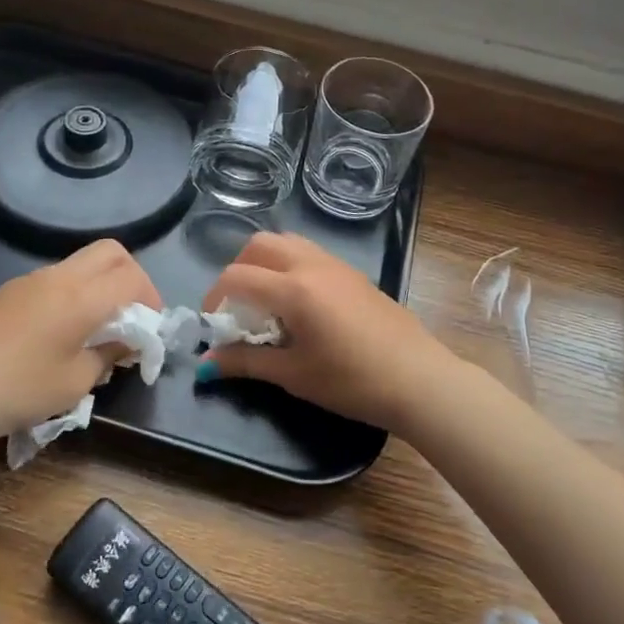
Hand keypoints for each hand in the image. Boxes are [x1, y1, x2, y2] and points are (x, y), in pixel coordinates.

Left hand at [0, 239, 160, 462]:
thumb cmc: (14, 389)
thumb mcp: (73, 384)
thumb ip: (106, 357)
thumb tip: (122, 343)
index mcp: (81, 297)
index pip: (132, 278)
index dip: (151, 300)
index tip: (149, 331)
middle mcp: (58, 277)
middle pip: (110, 253)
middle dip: (131, 278)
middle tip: (131, 317)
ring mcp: (28, 281)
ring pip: (80, 264)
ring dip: (100, 287)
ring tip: (96, 331)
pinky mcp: (5, 293)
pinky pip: (54, 281)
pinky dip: (73, 296)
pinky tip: (60, 336)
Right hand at [199, 232, 467, 433]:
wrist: (418, 380)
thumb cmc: (352, 381)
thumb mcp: (294, 375)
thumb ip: (246, 363)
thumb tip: (205, 365)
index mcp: (294, 289)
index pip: (238, 276)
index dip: (215, 297)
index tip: (214, 325)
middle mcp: (311, 265)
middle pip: (259, 245)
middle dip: (238, 269)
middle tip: (238, 304)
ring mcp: (336, 265)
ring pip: (287, 242)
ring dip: (265, 261)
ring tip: (266, 299)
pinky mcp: (354, 273)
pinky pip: (310, 253)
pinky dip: (290, 265)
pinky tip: (299, 302)